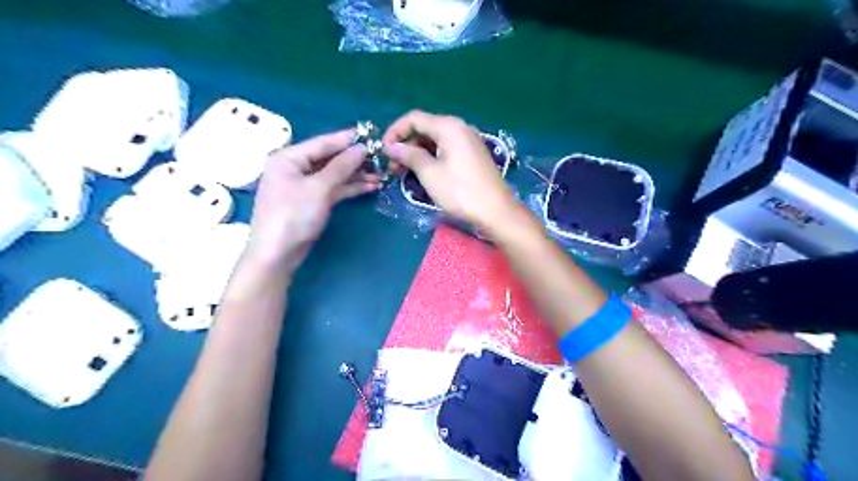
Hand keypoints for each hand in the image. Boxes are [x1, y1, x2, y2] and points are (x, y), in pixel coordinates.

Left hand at [246, 130, 383, 273]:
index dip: (347, 139)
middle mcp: (295, 168)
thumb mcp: (319, 188)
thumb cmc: (293, 215)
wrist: (278, 254)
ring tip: (381, 174)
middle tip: (381, 157)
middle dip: (355, 160)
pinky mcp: (312, 201)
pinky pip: (334, 189)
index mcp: (289, 157)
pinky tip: (369, 187)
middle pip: (330, 159)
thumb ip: (341, 166)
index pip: (323, 143)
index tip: (371, 134)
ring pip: (334, 175)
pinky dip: (350, 188)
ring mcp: (304, 186)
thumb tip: (361, 148)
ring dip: (356, 175)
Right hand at [386, 109, 518, 228]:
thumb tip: (390, 147)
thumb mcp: (430, 173)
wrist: (496, 211)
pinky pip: (447, 149)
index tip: (383, 151)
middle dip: (406, 145)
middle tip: (393, 167)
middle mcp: (460, 127)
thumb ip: (409, 155)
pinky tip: (424, 173)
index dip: (395, 132)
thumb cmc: (460, 192)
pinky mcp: (473, 154)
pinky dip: (432, 157)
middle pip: (425, 128)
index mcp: (449, 126)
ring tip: (404, 173)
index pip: (414, 118)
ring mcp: (469, 141)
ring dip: (418, 153)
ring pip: (435, 140)